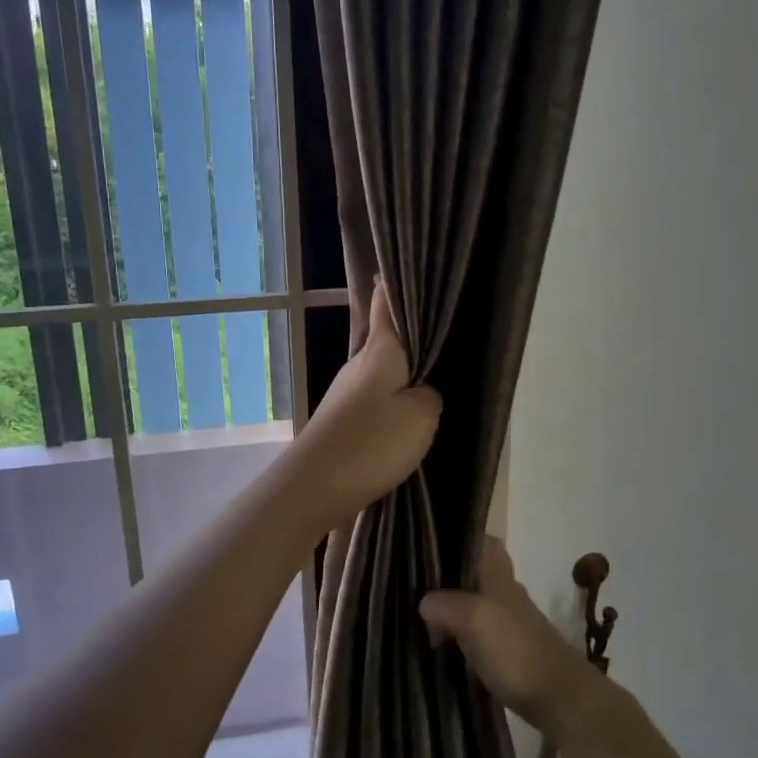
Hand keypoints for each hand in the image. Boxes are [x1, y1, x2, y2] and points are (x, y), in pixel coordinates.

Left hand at [287, 281, 441, 528]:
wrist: (314, 486)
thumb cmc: (372, 442)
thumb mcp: (421, 416)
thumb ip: (429, 396)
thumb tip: (422, 392)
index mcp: (379, 351)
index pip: (385, 305)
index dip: (393, 286)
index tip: (402, 270)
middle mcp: (358, 366)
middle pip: (385, 341)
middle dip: (409, 337)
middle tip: (442, 334)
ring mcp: (345, 395)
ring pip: (381, 375)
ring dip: (402, 376)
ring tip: (434, 379)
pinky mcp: (341, 423)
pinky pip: (374, 404)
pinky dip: (392, 405)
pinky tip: (408, 420)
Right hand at [419, 538, 598, 734]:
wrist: (560, 699)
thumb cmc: (516, 650)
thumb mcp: (474, 619)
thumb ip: (446, 604)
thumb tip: (424, 602)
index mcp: (499, 578)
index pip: (486, 543)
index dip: (463, 539)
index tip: (432, 545)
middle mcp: (507, 596)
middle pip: (476, 576)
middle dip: (450, 579)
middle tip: (415, 588)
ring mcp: (511, 626)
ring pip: (476, 606)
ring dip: (453, 612)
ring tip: (420, 621)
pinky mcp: (512, 655)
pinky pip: (479, 636)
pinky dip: (461, 638)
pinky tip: (443, 650)